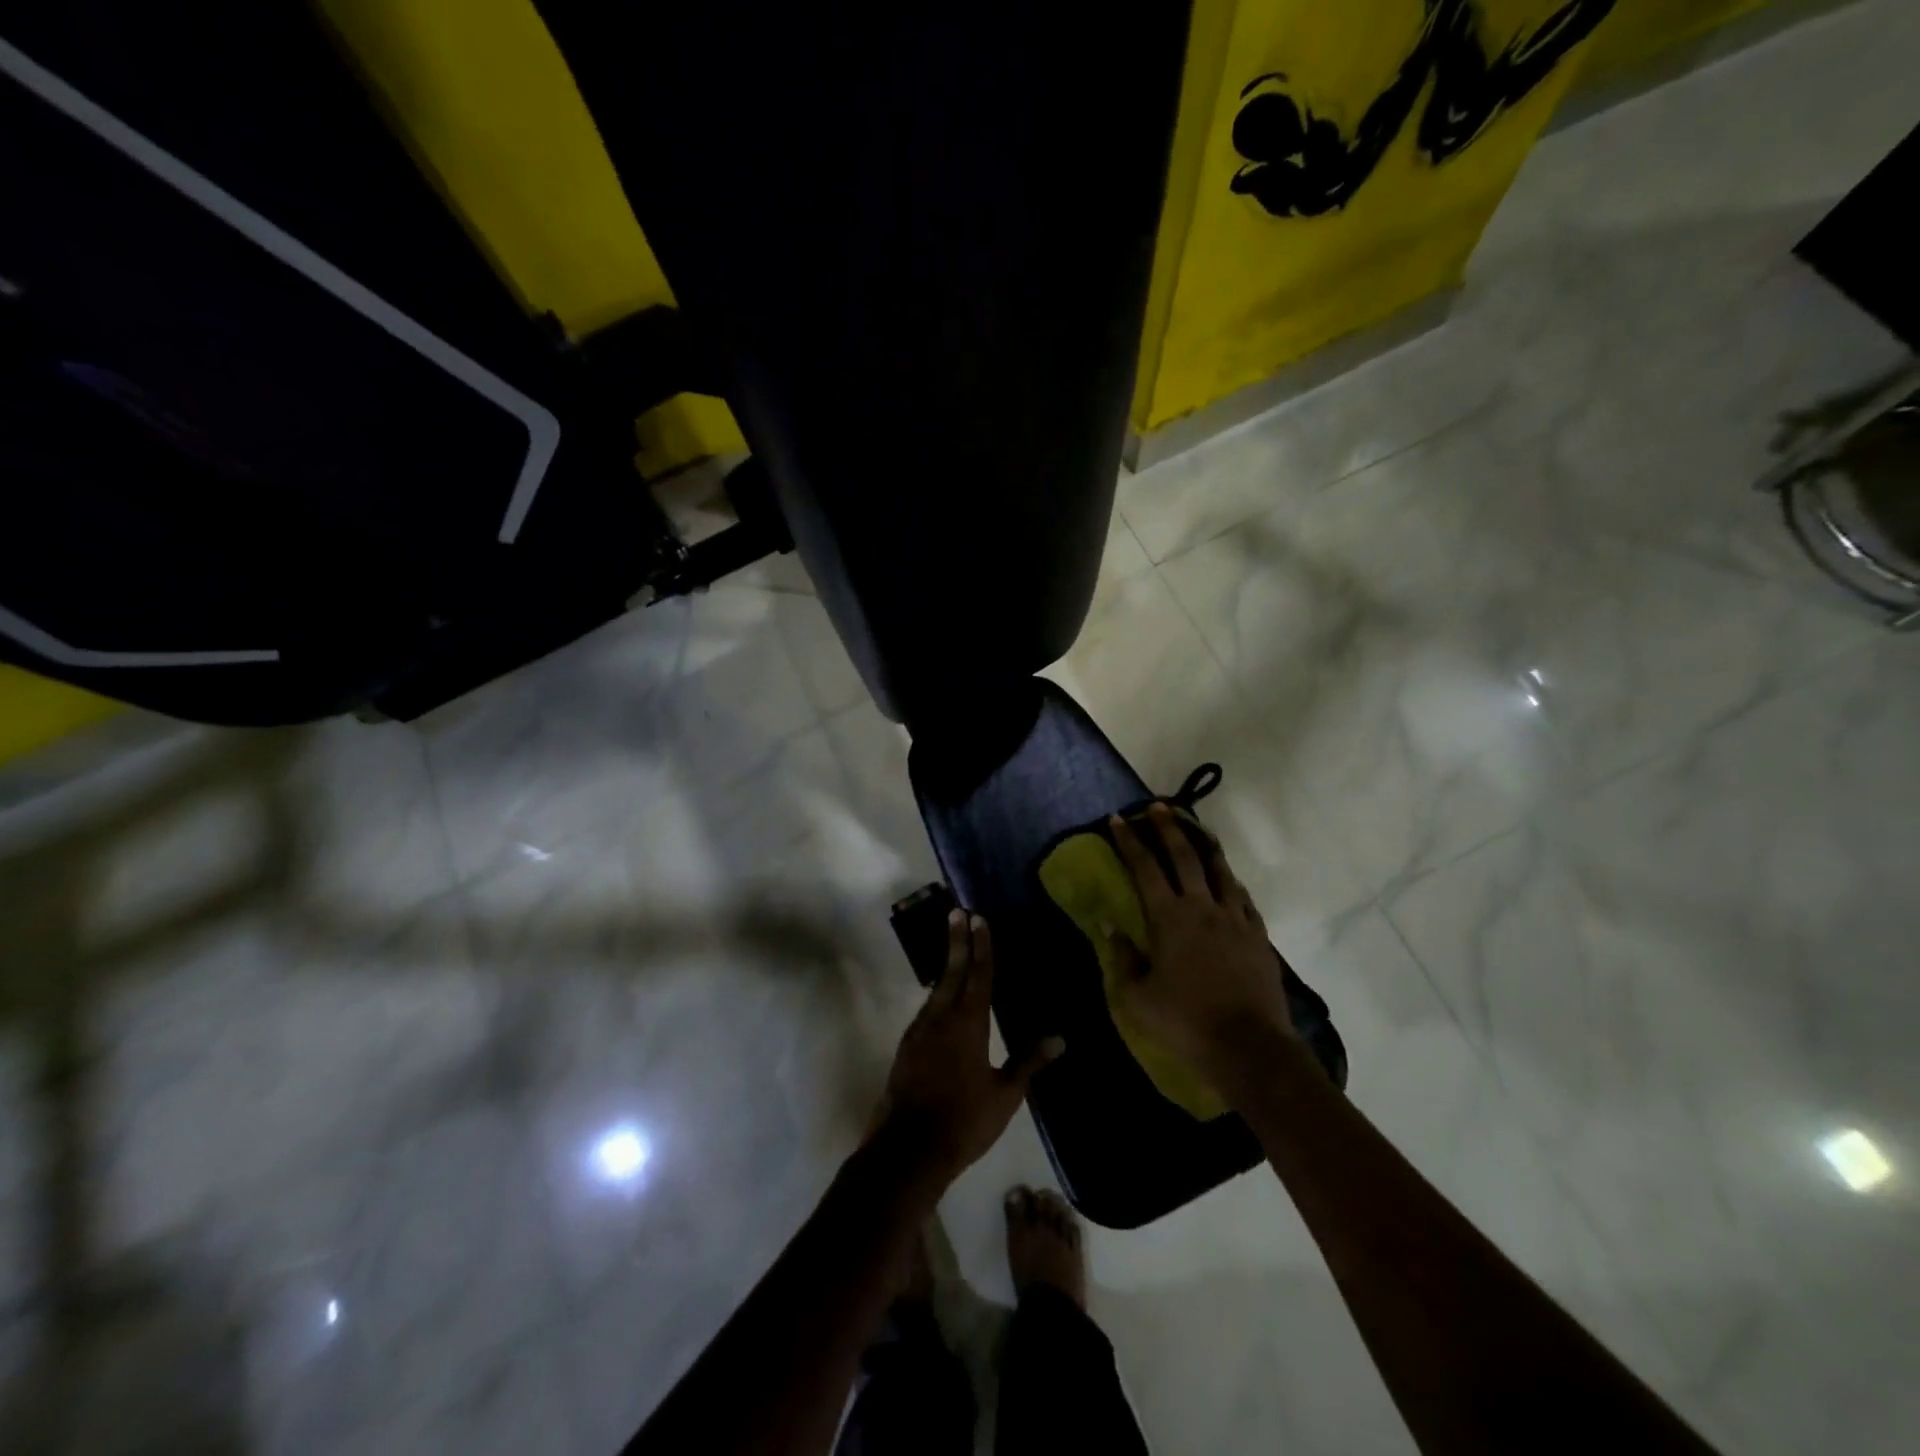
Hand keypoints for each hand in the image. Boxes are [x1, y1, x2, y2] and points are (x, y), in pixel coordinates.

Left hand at [874, 910, 1063, 1186]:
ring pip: (936, 989)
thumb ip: (1029, 1062)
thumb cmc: (964, 1121)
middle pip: (952, 971)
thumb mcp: (1005, 1095)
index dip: (981, 946)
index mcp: (968, 1024)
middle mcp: (941, 1018)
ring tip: (955, 948)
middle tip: (957, 912)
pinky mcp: (907, 1045)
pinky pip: (927, 1009)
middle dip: (957, 941)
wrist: (908, 1148)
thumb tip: (1060, 1038)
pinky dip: (937, 993)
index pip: (979, 975)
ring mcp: (920, 1030)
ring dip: (946, 965)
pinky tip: (942, 997)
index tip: (978, 918)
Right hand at [1107, 803, 1293, 1092]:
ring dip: (1205, 845)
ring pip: (1220, 871)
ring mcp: (1235, 919)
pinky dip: (1231, 883)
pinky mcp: (1258, 936)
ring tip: (1197, 829)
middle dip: (1168, 828)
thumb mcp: (1137, 997)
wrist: (1248, 1046)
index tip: (1117, 819)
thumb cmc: (1184, 1022)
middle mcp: (1202, 907)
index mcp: (1168, 917)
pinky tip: (1229, 881)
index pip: (1144, 867)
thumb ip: (1123, 958)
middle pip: (1184, 856)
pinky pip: (1243, 899)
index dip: (1129, 841)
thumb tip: (1111, 927)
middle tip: (1158, 806)